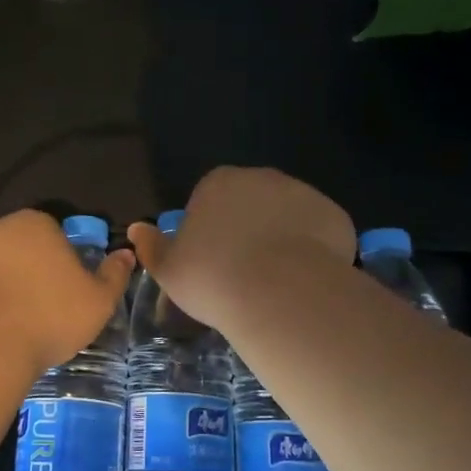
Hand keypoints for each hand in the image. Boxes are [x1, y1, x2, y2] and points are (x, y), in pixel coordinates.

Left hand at [0, 210, 133, 373]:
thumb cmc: (49, 314)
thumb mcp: (98, 300)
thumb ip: (114, 275)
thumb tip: (127, 254)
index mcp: (36, 223)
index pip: (56, 234)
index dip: (65, 261)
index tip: (70, 291)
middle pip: (23, 248)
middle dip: (33, 271)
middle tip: (46, 309)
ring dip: (6, 287)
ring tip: (19, 324)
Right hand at [127, 167, 354, 328]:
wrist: (280, 292)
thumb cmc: (214, 278)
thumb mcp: (169, 269)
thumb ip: (151, 247)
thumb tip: (136, 229)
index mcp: (218, 183)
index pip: (210, 199)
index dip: (211, 231)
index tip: (213, 262)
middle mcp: (260, 177)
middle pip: (251, 202)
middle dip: (249, 228)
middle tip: (245, 271)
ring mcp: (302, 193)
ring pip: (287, 215)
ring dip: (282, 238)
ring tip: (277, 280)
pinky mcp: (333, 215)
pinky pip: (319, 231)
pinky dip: (314, 250)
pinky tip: (305, 279)